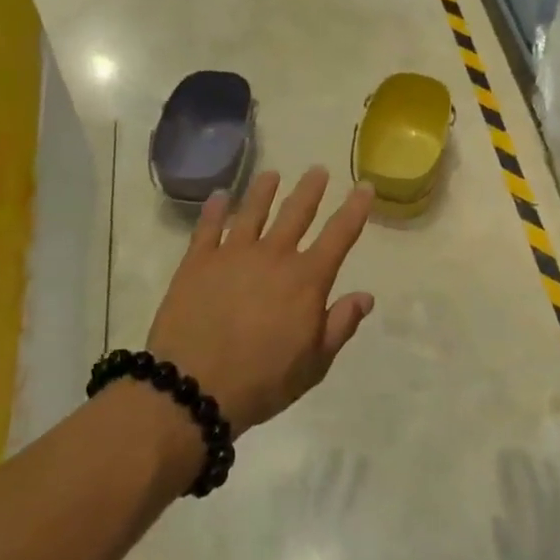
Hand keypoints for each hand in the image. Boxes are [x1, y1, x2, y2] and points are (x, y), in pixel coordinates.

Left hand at [147, 167, 374, 432]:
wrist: (193, 388)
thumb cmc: (262, 381)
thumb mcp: (314, 363)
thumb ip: (340, 325)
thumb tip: (365, 296)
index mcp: (306, 279)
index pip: (339, 235)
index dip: (355, 209)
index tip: (364, 186)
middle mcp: (274, 256)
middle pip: (296, 213)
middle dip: (310, 189)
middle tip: (318, 170)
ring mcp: (233, 254)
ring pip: (253, 211)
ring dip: (264, 190)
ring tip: (271, 174)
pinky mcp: (198, 262)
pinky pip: (208, 227)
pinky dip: (215, 209)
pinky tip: (218, 196)